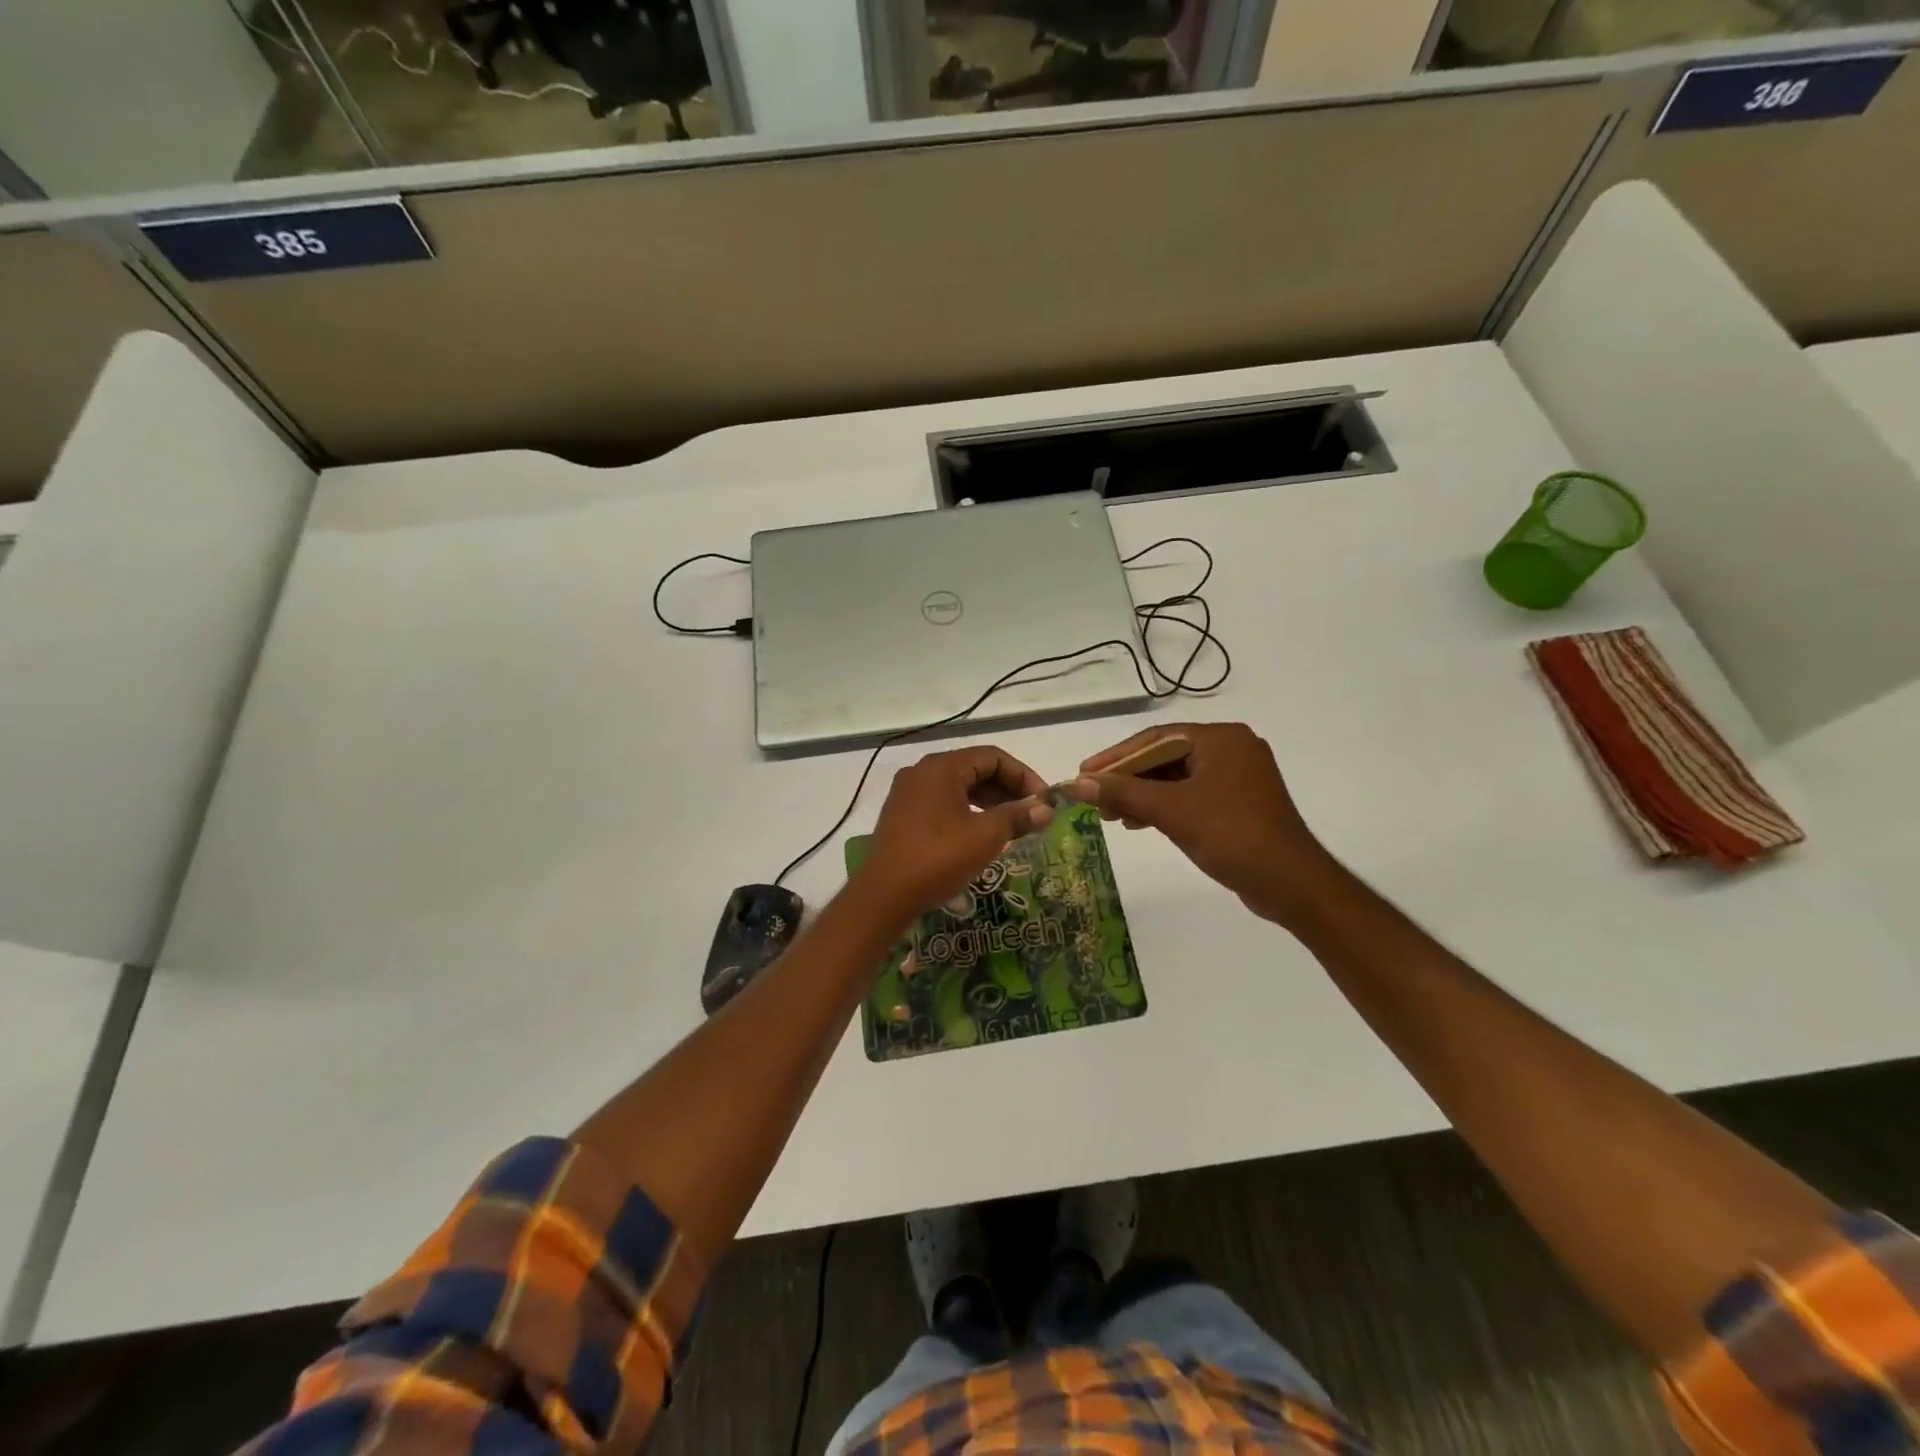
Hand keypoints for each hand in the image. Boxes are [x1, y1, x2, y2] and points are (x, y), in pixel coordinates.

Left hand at [858, 746, 1052, 919]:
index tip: (1043, 800)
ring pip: (958, 787)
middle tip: (1032, 813)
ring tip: (1013, 825)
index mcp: (941, 767)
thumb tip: (1046, 809)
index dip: (1023, 775)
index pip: (992, 757)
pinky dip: (967, 812)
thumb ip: (1018, 816)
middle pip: (974, 769)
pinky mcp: (902, 815)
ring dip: (989, 802)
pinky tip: (982, 834)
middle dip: (1007, 789)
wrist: (885, 895)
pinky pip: (942, 803)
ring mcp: (908, 793)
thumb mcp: (986, 836)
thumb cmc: (939, 857)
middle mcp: (922, 772)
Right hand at [1073, 722, 1341, 927]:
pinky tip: (1140, 822)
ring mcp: (1238, 778)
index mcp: (1221, 739)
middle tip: (1094, 798)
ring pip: (1176, 779)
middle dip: (1128, 779)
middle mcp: (1231, 750)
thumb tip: (1078, 782)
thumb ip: (1123, 792)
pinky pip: (1191, 796)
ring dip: (1142, 796)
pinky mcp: (1239, 804)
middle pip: (1164, 757)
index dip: (1115, 756)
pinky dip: (1164, 807)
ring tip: (1110, 815)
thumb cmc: (1232, 836)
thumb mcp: (1172, 811)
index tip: (1083, 773)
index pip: (1155, 738)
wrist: (1291, 884)